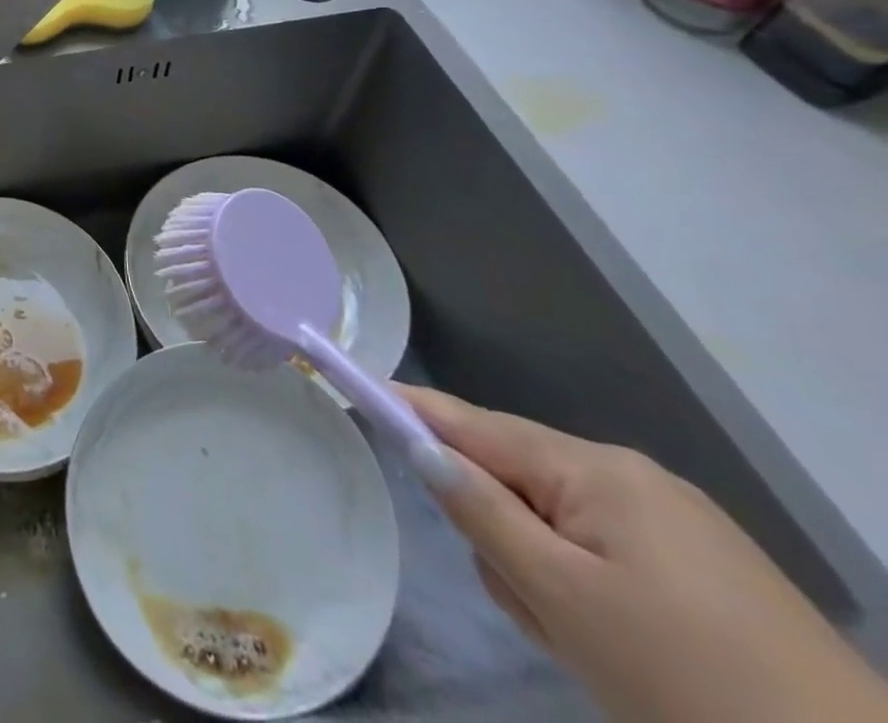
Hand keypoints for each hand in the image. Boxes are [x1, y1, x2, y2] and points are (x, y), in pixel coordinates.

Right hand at [404, 386, 887, 722]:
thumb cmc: (691, 684)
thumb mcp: (563, 600)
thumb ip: (482, 513)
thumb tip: (424, 447)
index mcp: (597, 471)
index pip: (474, 424)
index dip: (412, 407)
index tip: (357, 384)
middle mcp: (634, 480)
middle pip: (517, 480)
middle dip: (503, 537)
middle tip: (536, 611)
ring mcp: (679, 527)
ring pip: (558, 526)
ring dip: (547, 577)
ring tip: (588, 649)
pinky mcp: (710, 576)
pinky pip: (607, 557)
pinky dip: (588, 594)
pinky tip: (622, 654)